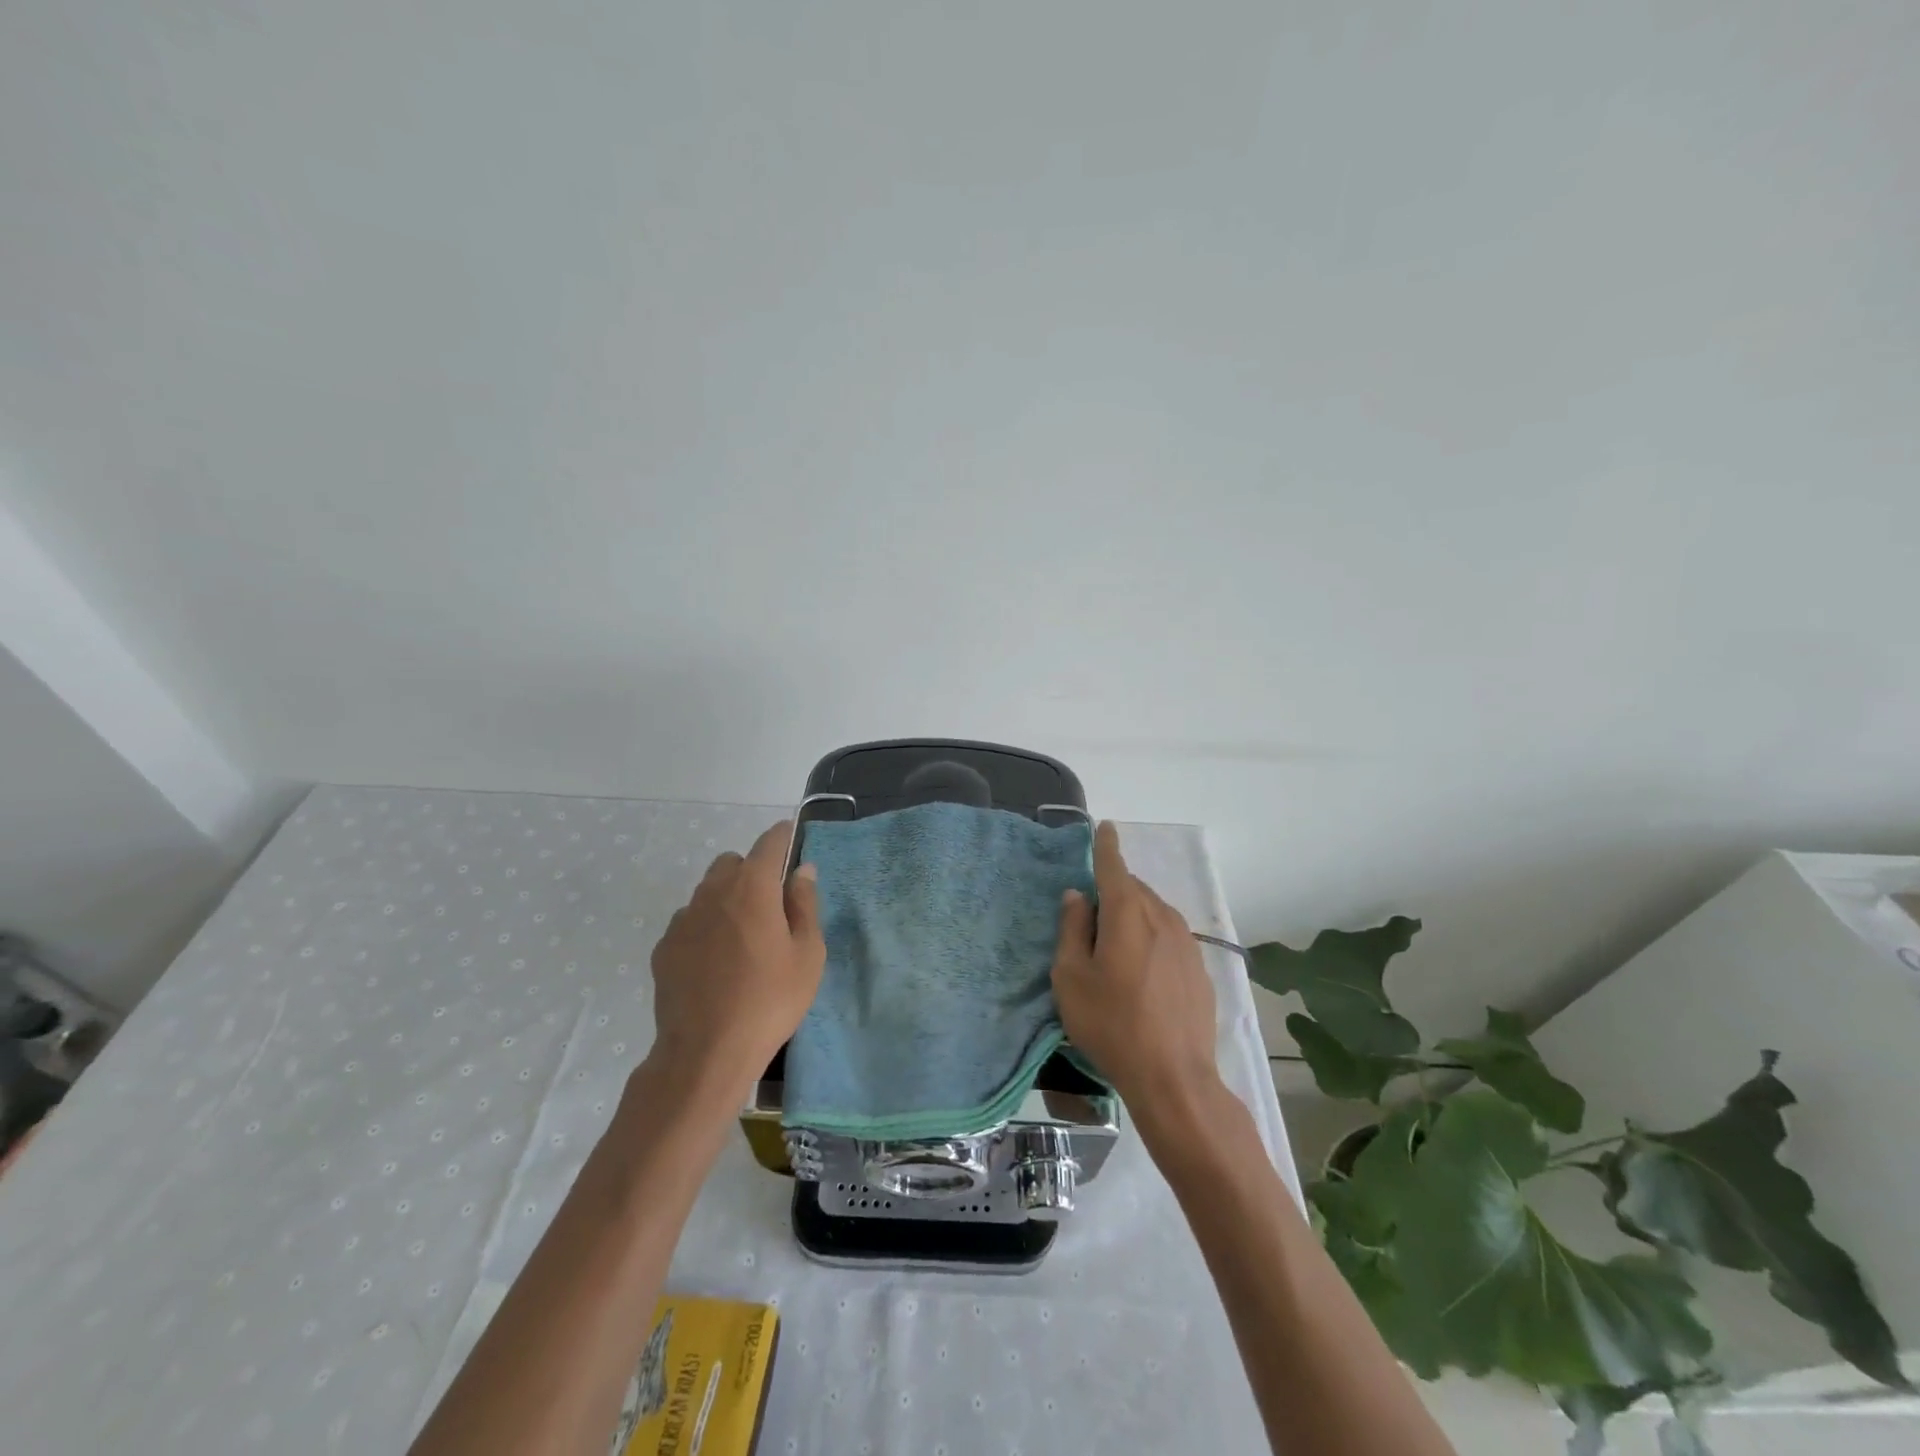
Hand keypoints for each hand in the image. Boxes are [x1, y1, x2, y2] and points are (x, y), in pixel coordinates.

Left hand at [647, 821, 825, 1098]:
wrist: (706, 1053)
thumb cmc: (770, 1000)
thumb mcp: (807, 954)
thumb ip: (805, 904)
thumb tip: (802, 870)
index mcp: (752, 887)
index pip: (769, 842)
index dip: (783, 837)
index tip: (792, 840)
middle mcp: (713, 892)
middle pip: (733, 862)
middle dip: (752, 871)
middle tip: (771, 906)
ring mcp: (683, 919)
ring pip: (708, 891)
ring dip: (727, 898)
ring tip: (743, 939)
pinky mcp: (665, 947)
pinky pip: (690, 921)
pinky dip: (705, 927)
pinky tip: (716, 963)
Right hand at [1052, 822, 1222, 1121]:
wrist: (1174, 1078)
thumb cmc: (1112, 1024)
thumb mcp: (1071, 978)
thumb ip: (1072, 929)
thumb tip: (1077, 896)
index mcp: (1127, 913)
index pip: (1114, 866)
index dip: (1105, 845)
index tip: (1104, 826)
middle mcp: (1161, 917)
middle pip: (1133, 889)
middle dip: (1112, 890)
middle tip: (1090, 917)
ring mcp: (1186, 942)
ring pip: (1153, 911)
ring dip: (1133, 915)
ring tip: (1115, 947)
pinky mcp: (1199, 967)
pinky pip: (1169, 935)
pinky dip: (1151, 937)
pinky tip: (1142, 972)